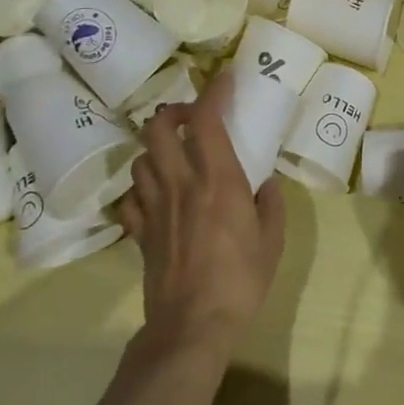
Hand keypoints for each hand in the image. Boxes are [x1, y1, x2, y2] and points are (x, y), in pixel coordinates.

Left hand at [117, 71, 285, 356]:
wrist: (192, 326)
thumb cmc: (240, 280)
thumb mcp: (272, 241)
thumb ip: (271, 205)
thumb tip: (266, 184)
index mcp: (218, 180)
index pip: (207, 120)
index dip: (214, 92)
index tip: (225, 78)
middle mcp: (181, 184)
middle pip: (159, 129)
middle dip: (172, 113)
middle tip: (191, 118)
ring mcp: (155, 208)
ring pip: (141, 159)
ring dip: (156, 149)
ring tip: (173, 155)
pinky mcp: (139, 233)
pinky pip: (131, 199)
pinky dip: (141, 189)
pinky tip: (155, 196)